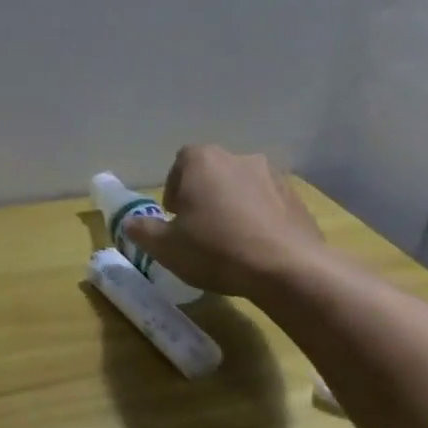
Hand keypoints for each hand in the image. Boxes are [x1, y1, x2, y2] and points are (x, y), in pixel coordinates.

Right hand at [122, 145, 325, 302]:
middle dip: (204, 196)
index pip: (180, 163)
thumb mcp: (166, 247)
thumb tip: (129, 223)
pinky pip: (269, 205)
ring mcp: (273, 176)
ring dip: (234, 207)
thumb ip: (143, 231)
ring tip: (231, 241)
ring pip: (242, 188)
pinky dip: (260, 220)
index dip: (174, 190)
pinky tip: (257, 249)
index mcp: (202, 160)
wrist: (288, 269)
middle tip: (199, 229)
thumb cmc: (216, 249)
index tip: (175, 218)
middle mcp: (238, 158)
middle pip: (212, 173)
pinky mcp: (298, 199)